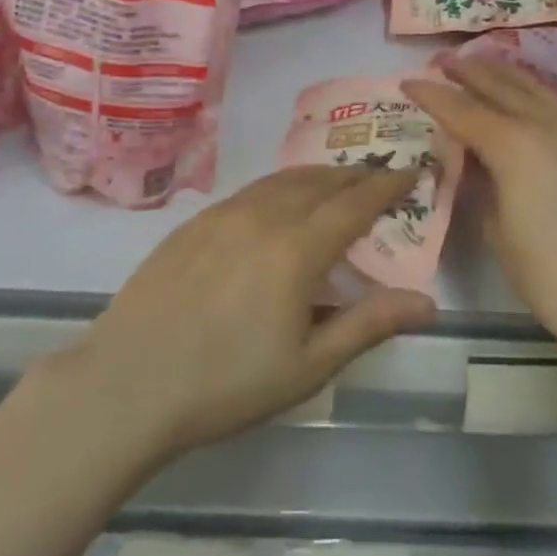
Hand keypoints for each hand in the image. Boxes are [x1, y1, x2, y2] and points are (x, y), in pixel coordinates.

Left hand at [53, 166, 436, 461]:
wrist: (128, 383)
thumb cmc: (227, 384)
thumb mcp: (308, 365)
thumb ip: (368, 325)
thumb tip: (428, 303)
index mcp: (297, 249)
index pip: (355, 203)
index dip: (387, 185)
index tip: (411, 171)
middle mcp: (263, 216)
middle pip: (320, 182)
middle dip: (355, 175)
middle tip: (379, 176)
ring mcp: (223, 214)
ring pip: (282, 180)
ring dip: (318, 177)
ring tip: (336, 184)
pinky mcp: (194, 222)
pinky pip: (250, 190)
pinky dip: (280, 187)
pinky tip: (279, 203)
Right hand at [406, 57, 556, 368]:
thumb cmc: (552, 277)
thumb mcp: (497, 232)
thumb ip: (480, 187)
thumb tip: (472, 162)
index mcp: (514, 145)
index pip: (462, 109)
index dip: (432, 95)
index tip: (406, 82)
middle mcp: (547, 125)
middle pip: (501, 86)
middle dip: (468, 70)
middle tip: (441, 60)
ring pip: (534, 87)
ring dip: (502, 72)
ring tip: (480, 63)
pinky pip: (556, 102)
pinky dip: (532, 89)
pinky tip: (527, 95)